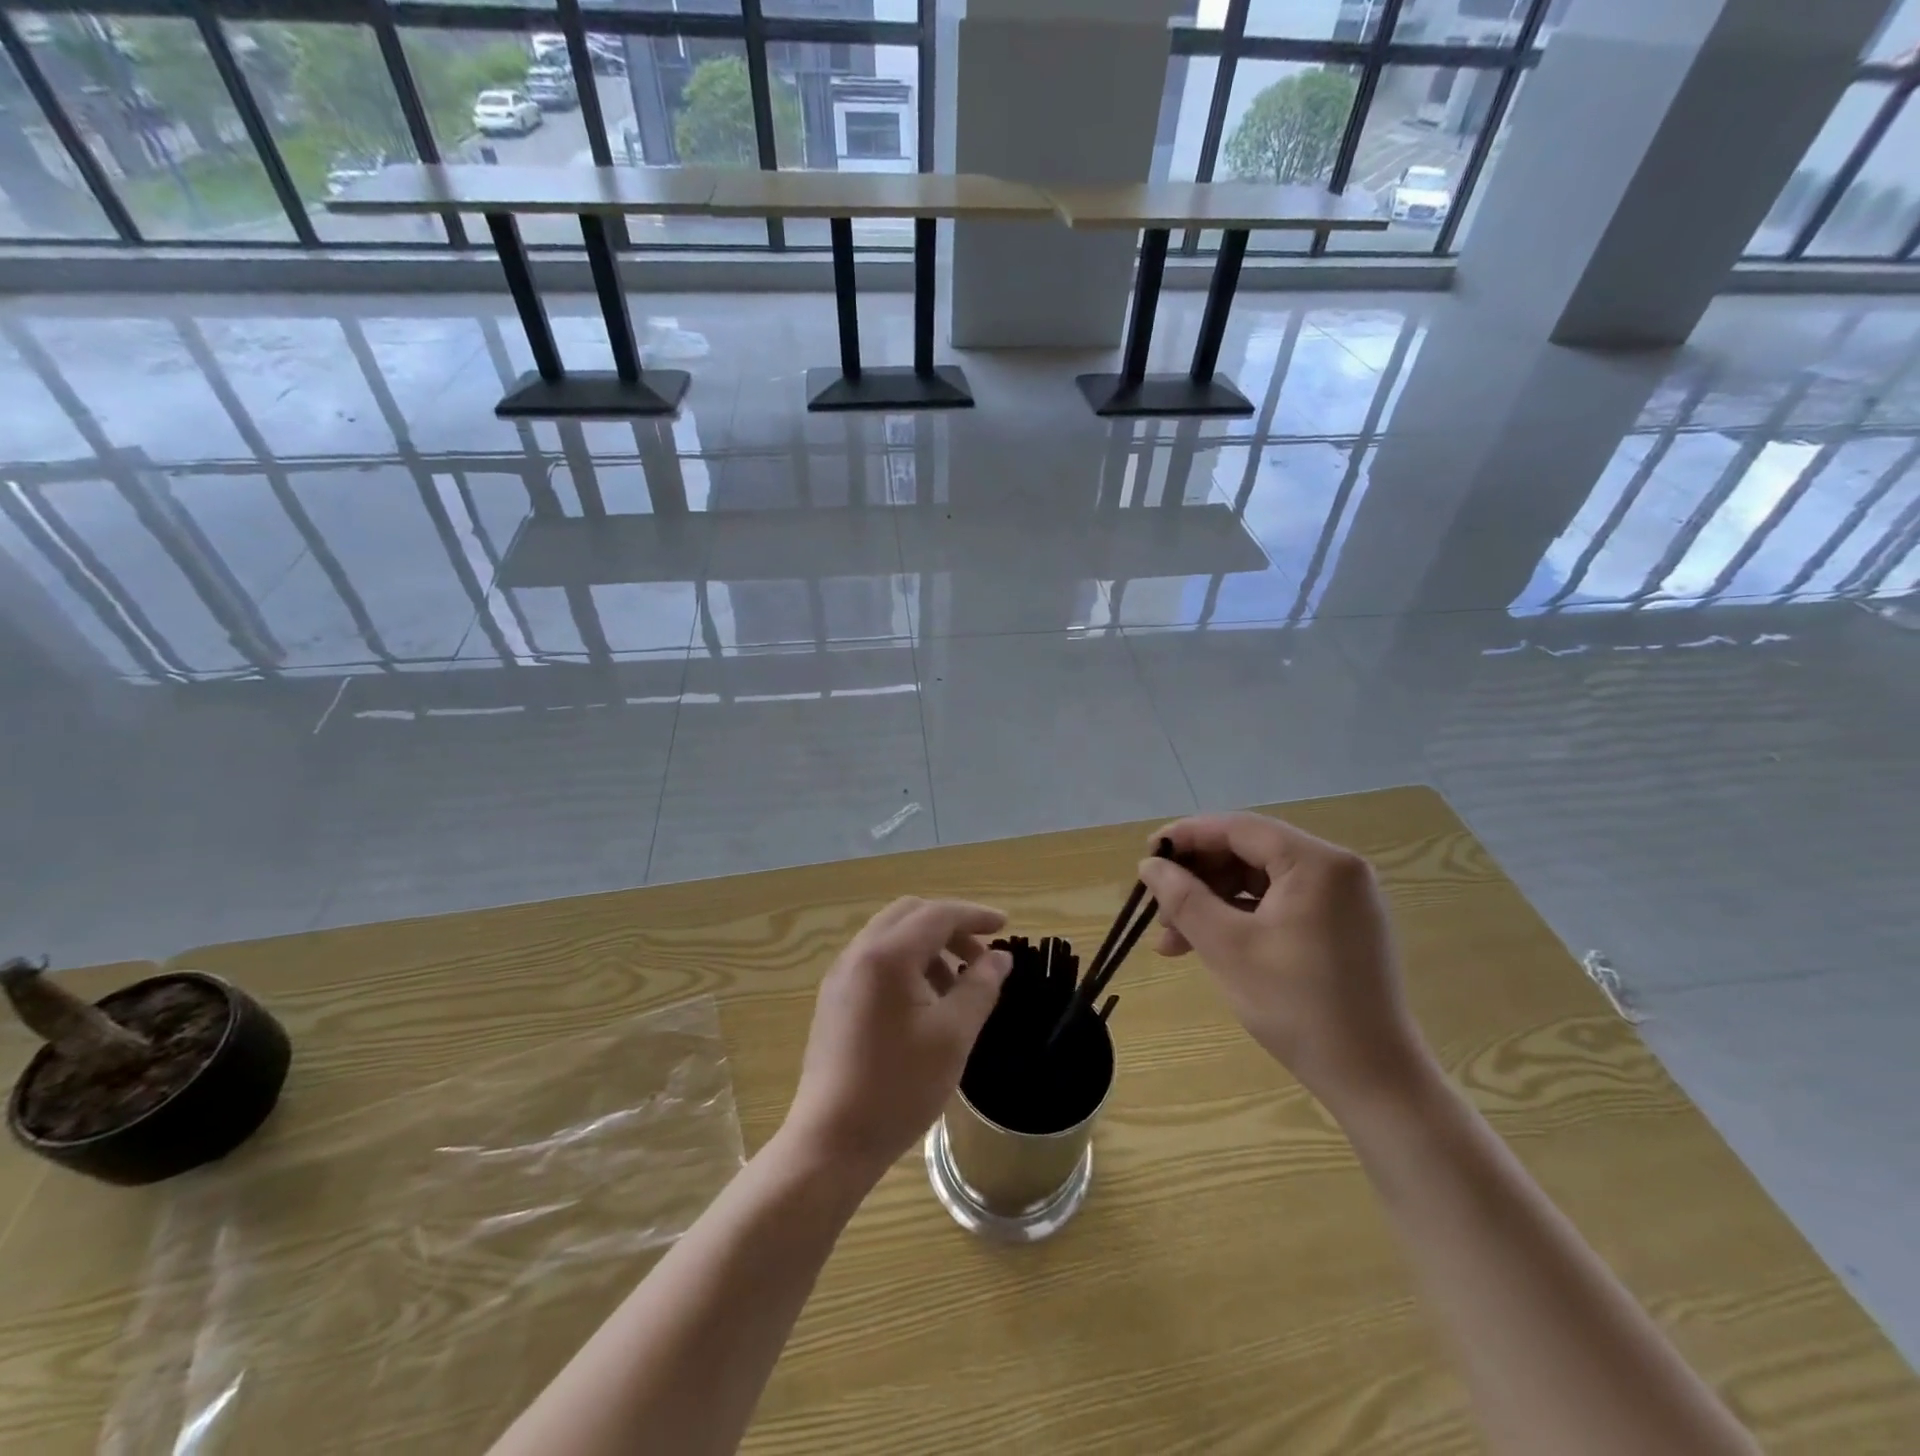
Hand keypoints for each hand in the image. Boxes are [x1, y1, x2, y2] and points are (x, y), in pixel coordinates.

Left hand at [784, 898, 1012, 1182]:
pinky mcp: (834, 999)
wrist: (832, 1141)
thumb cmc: (899, 1088)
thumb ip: (979, 987)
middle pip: (910, 915)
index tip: (1005, 926)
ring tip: (957, 986)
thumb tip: (999, 958)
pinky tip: (925, 1002)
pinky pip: (876, 960)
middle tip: (981, 957)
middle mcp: (858, 954)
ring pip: (891, 936)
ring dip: (928, 946)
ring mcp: (841, 976)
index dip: (975, 915)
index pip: (937, 914)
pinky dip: (907, 963)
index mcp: (887, 956)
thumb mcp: (953, 1036)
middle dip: (950, 927)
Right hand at [1137, 813, 1433, 1114]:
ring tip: (1174, 942)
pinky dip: (1241, 918)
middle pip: (1249, 851)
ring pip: (1260, 880)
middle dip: (1198, 878)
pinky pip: (1280, 903)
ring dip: (1213, 902)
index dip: (1186, 837)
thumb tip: (1150, 864)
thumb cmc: (1297, 1006)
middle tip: (1159, 912)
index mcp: (1317, 863)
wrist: (1374, 1080)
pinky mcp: (1342, 925)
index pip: (1238, 828)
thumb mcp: (1227, 947)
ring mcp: (1343, 898)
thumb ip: (1183, 898)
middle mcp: (1336, 868)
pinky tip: (1209, 945)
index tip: (1147, 856)